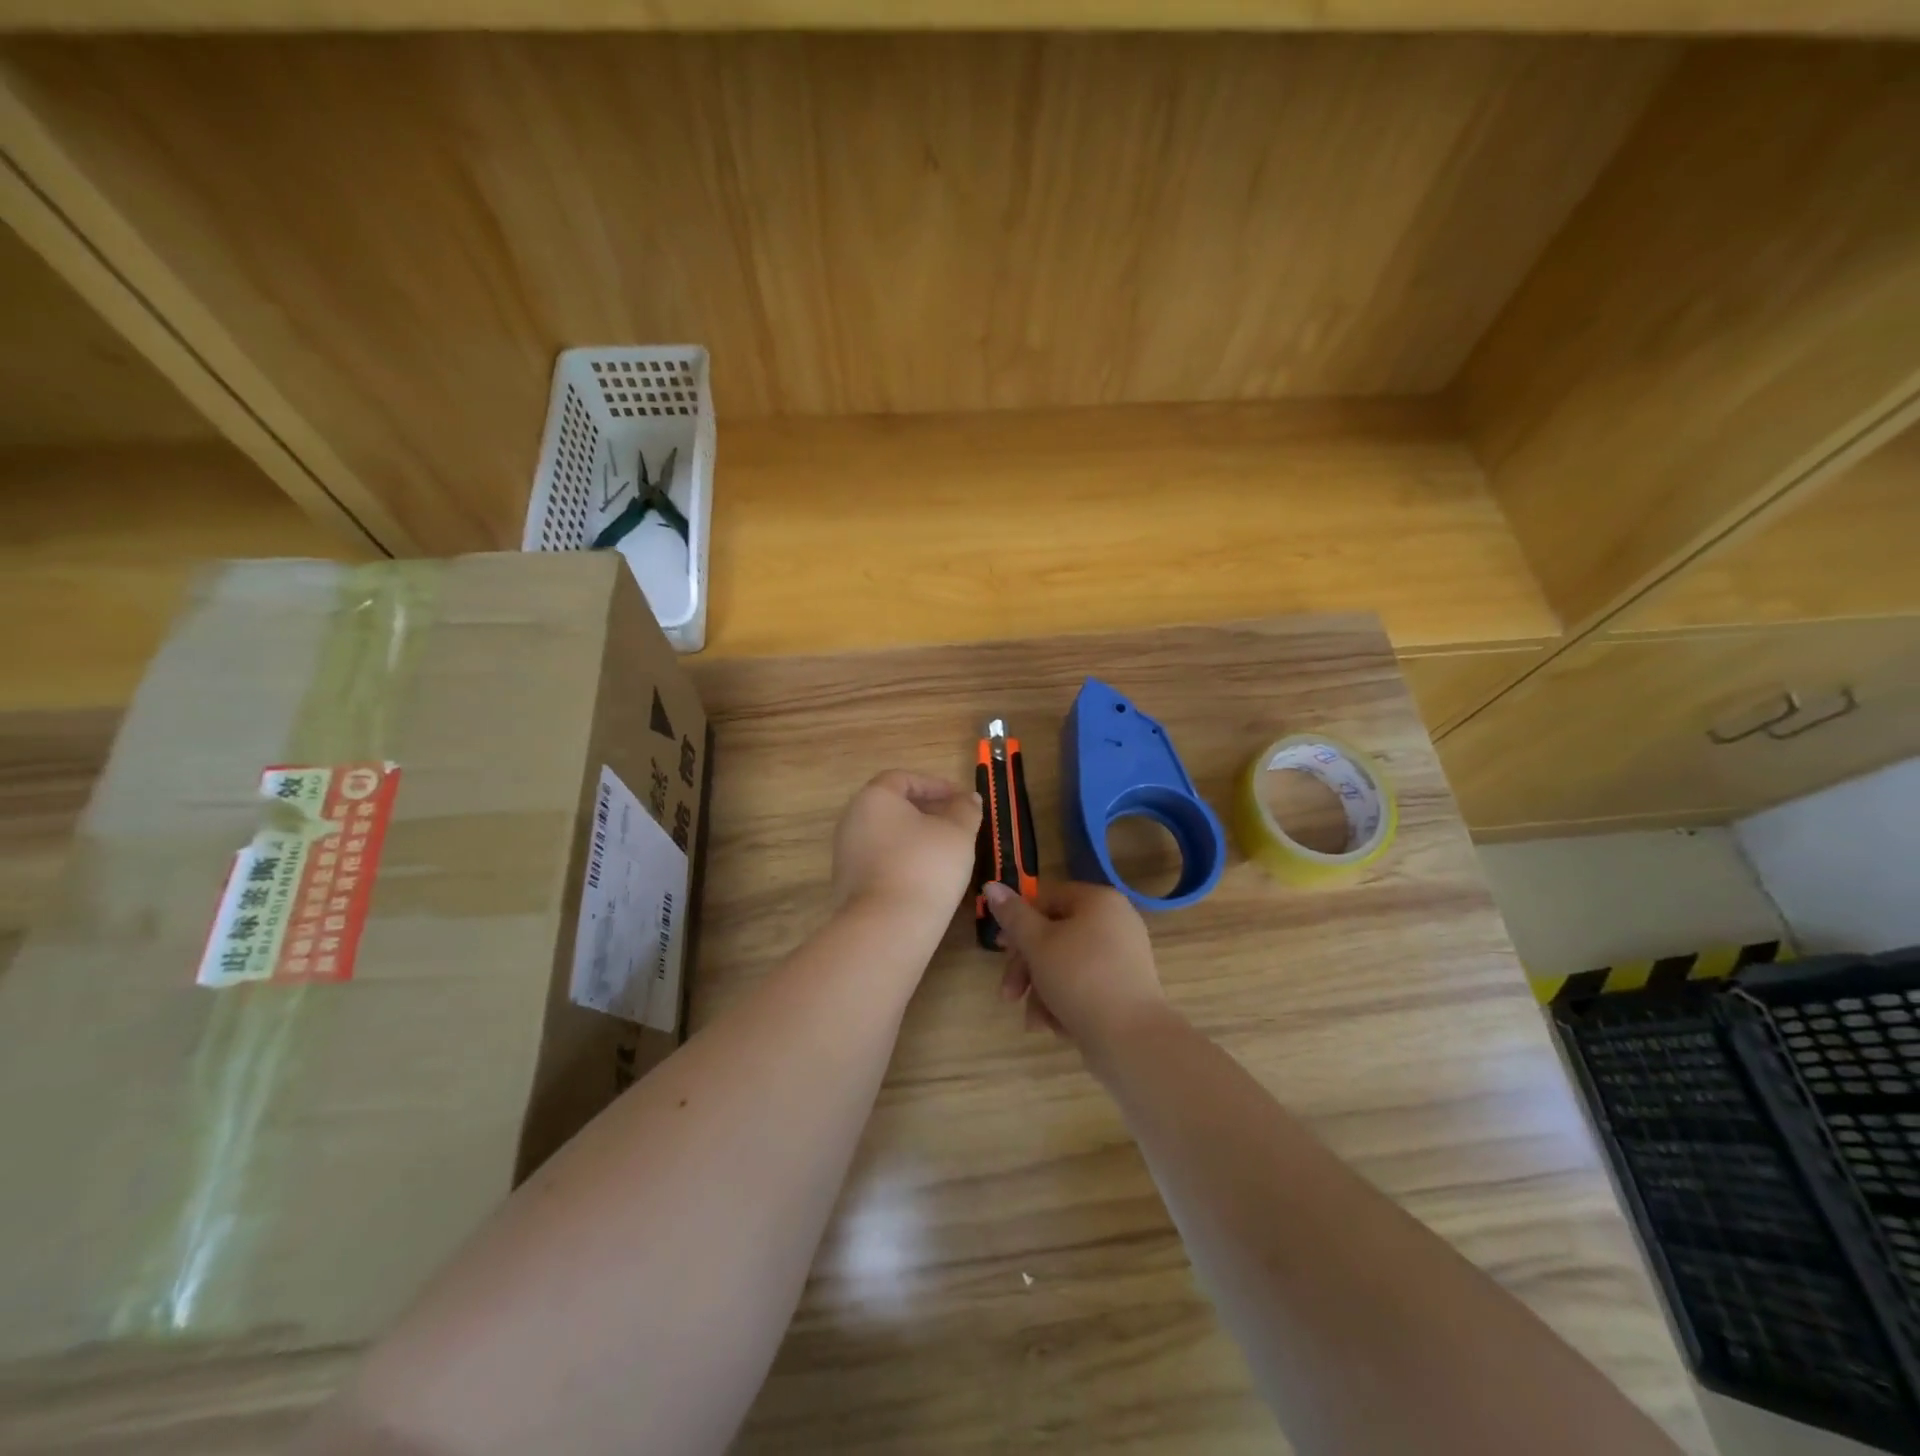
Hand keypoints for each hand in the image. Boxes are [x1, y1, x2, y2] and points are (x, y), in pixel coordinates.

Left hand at [831, 770, 981, 922]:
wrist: (887, 926)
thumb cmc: (925, 865)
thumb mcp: (958, 833)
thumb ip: (965, 810)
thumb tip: (968, 798)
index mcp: (874, 798)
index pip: (904, 779)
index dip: (935, 785)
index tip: (960, 800)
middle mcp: (852, 820)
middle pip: (892, 806)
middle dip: (926, 811)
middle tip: (956, 824)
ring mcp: (846, 853)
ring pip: (886, 835)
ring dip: (915, 837)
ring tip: (946, 852)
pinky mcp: (847, 884)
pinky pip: (880, 860)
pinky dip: (902, 860)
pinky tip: (925, 877)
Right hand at [986, 880, 1166, 1049]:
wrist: (1131, 1039)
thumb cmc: (1080, 978)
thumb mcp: (1037, 943)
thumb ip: (1013, 915)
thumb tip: (991, 886)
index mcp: (1098, 901)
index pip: (1046, 898)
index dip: (1018, 921)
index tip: (1000, 948)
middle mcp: (1115, 922)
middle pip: (1054, 935)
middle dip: (1026, 968)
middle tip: (1009, 993)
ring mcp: (1122, 958)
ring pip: (1066, 965)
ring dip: (1042, 992)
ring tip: (1035, 1021)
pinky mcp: (1124, 989)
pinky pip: (1085, 986)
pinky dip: (1065, 1003)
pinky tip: (1055, 1027)